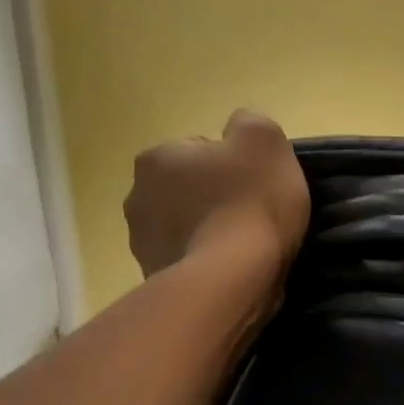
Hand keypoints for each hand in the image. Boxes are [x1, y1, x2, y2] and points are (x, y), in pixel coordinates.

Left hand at [124, 110, 309, 278]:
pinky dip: (207, 263)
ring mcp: (142, 243)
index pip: (201, 151)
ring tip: (244, 249)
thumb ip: (250, 124)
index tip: (258, 186)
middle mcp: (138, 196)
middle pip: (189, 189)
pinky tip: (233, 271)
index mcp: (157, 157)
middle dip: (215, 198)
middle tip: (254, 215)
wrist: (232, 280)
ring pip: (186, 227)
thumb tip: (240, 130)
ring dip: (209, 232)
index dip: (235, 166)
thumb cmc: (249, 203)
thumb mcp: (265, 141)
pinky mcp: (156, 279)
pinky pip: (188, 261)